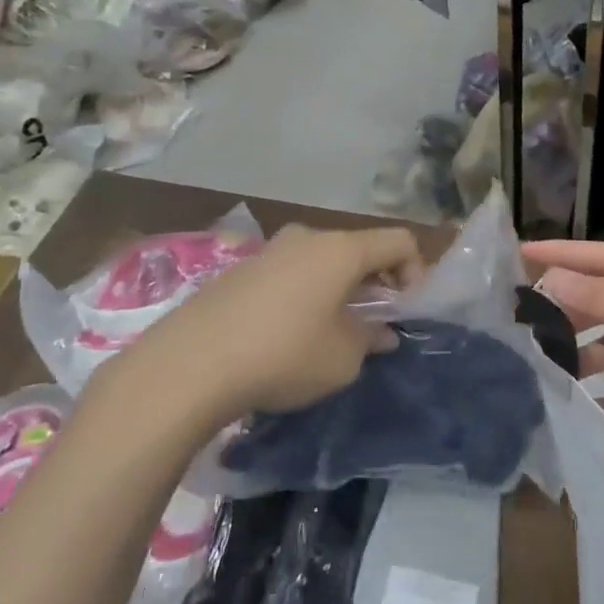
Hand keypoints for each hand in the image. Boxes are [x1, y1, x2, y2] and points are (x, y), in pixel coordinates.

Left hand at [133, 224, 424, 422]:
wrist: (188, 365)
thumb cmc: (283, 355)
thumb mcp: (343, 359)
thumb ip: (370, 339)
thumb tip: (381, 332)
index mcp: (341, 249)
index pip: (399, 241)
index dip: (415, 272)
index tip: (406, 311)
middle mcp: (308, 238)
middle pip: (359, 249)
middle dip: (376, 283)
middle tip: (373, 324)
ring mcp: (269, 251)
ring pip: (322, 261)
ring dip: (339, 290)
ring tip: (330, 332)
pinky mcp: (239, 271)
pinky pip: (290, 274)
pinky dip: (305, 294)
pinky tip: (289, 334)